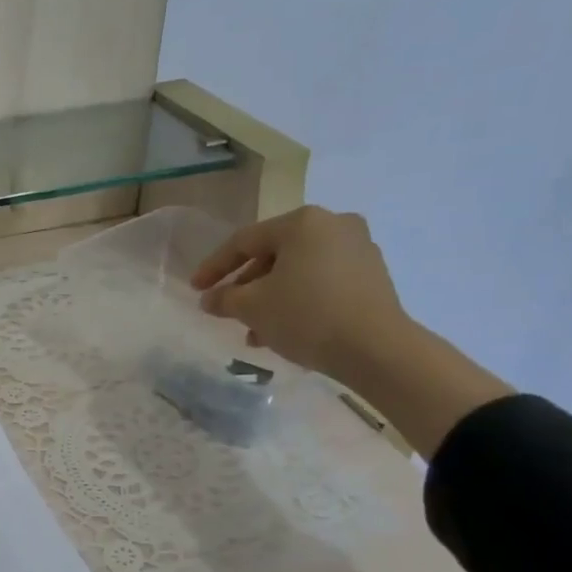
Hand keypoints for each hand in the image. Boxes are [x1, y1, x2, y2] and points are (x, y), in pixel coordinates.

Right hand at [191, 206, 412, 378]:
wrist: (377, 349)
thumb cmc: (307, 315)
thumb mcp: (252, 307)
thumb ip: (224, 298)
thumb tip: (209, 299)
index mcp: (302, 222)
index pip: (244, 241)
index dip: (214, 267)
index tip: (195, 289)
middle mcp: (333, 225)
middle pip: (273, 254)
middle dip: (246, 285)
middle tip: (226, 309)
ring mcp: (358, 248)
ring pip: (297, 271)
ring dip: (270, 297)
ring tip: (253, 330)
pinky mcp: (372, 275)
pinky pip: (321, 281)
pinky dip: (298, 299)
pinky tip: (283, 328)